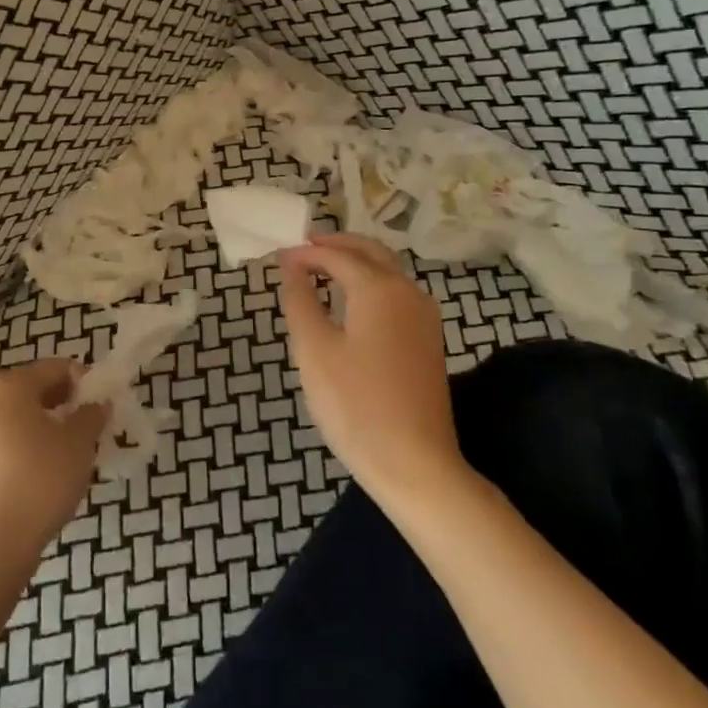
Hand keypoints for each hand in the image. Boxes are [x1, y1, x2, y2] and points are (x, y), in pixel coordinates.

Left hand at [0, 359, 105, 555]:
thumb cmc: (43, 476)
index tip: (102, 401)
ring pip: (16, 414)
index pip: (55, 367)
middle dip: (61, 400)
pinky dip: (24, 441)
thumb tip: (96, 405)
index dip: (83, 380)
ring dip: (43, 421)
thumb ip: (92, 414)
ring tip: (69, 445)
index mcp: (11, 385)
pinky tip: (44, 465)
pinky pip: (3, 438)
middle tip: (87, 422)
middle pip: (32, 387)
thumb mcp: (80, 441)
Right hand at [277, 232, 460, 500]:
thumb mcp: (314, 350)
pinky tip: (350, 303)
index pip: (337, 255)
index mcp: (380, 288)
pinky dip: (370, 283)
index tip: (279, 255)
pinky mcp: (427, 341)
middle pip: (371, 252)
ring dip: (356, 262)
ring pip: (388, 271)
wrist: (415, 463)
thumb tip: (292, 267)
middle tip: (304, 248)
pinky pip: (396, 294)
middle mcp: (408, 292)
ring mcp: (424, 317)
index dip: (306, 253)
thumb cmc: (355, 404)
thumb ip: (300, 301)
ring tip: (322, 270)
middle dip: (337, 244)